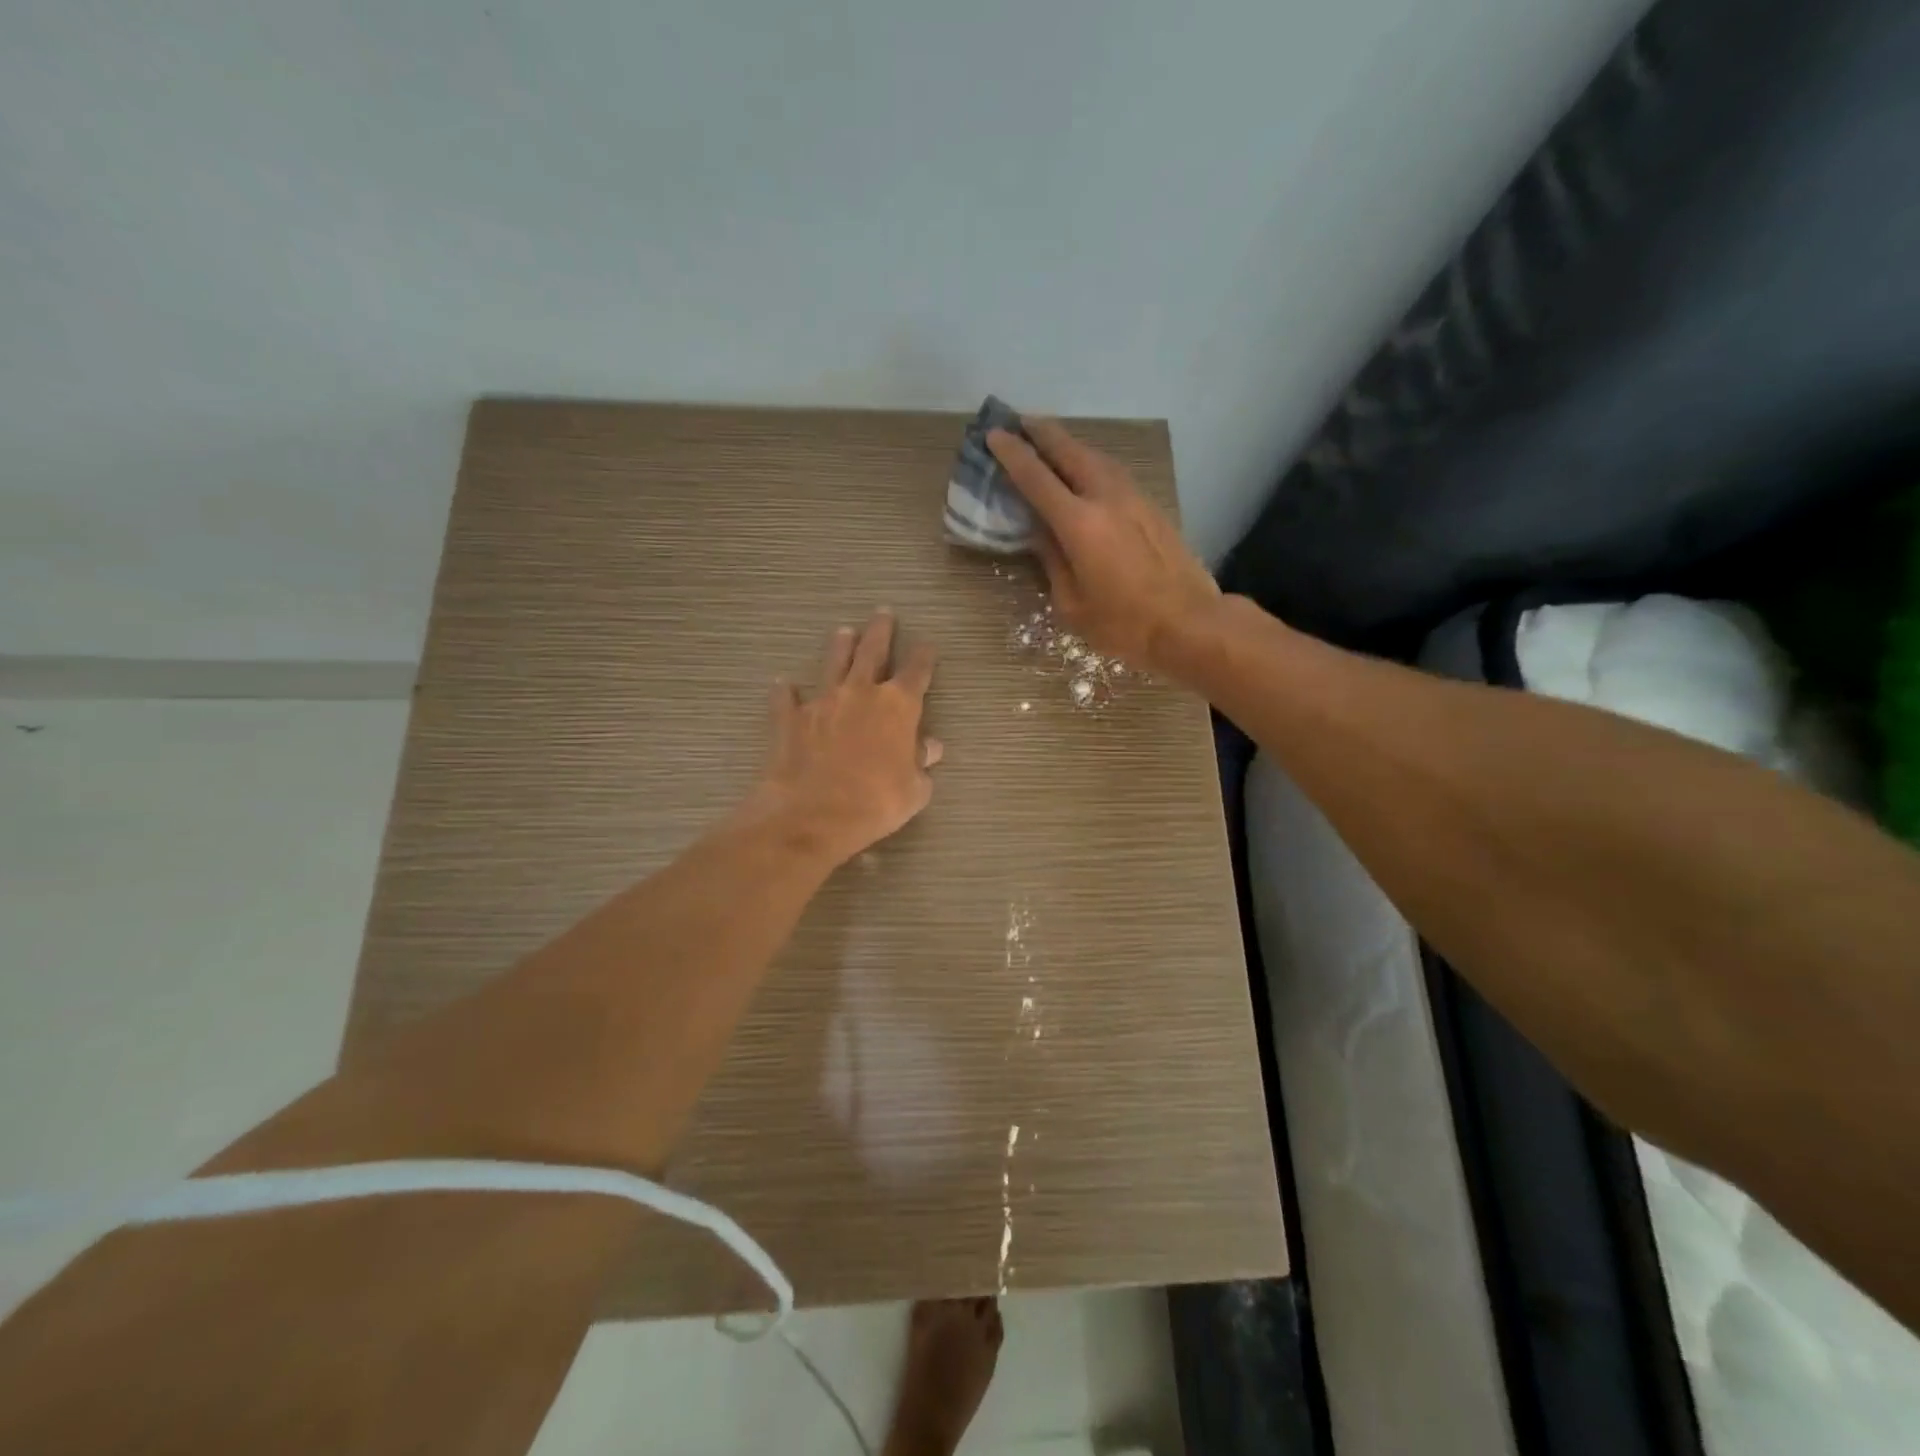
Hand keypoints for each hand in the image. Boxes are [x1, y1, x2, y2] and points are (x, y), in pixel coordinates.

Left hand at [750, 611, 942, 866]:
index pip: (916, 671)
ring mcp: (822, 702)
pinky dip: (786, 691)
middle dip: (880, 631)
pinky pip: (787, 698)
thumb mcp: (914, 789)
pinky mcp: (790, 718)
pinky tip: (782, 684)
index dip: (924, 657)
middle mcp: (861, 693)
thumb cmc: (875, 803)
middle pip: (873, 652)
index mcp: (898, 706)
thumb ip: (922, 763)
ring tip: (844, 631)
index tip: (927, 645)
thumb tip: (930, 746)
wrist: (812, 815)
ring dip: (840, 646)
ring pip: (833, 663)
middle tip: (883, 613)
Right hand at [987, 418, 1220, 673]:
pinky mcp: (1152, 508)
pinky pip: (1114, 473)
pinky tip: (1086, 472)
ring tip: (1050, 443)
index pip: (1036, 478)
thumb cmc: (1124, 625)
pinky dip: (1092, 464)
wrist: (1190, 624)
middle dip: (1042, 434)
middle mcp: (1106, 498)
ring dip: (1070, 446)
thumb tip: (1040, 532)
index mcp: (1079, 524)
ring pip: (1096, 458)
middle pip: (1069, 452)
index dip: (1012, 454)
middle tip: (1020, 422)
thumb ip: (1052, 561)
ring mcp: (1134, 499)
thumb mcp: (1072, 603)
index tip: (994, 435)